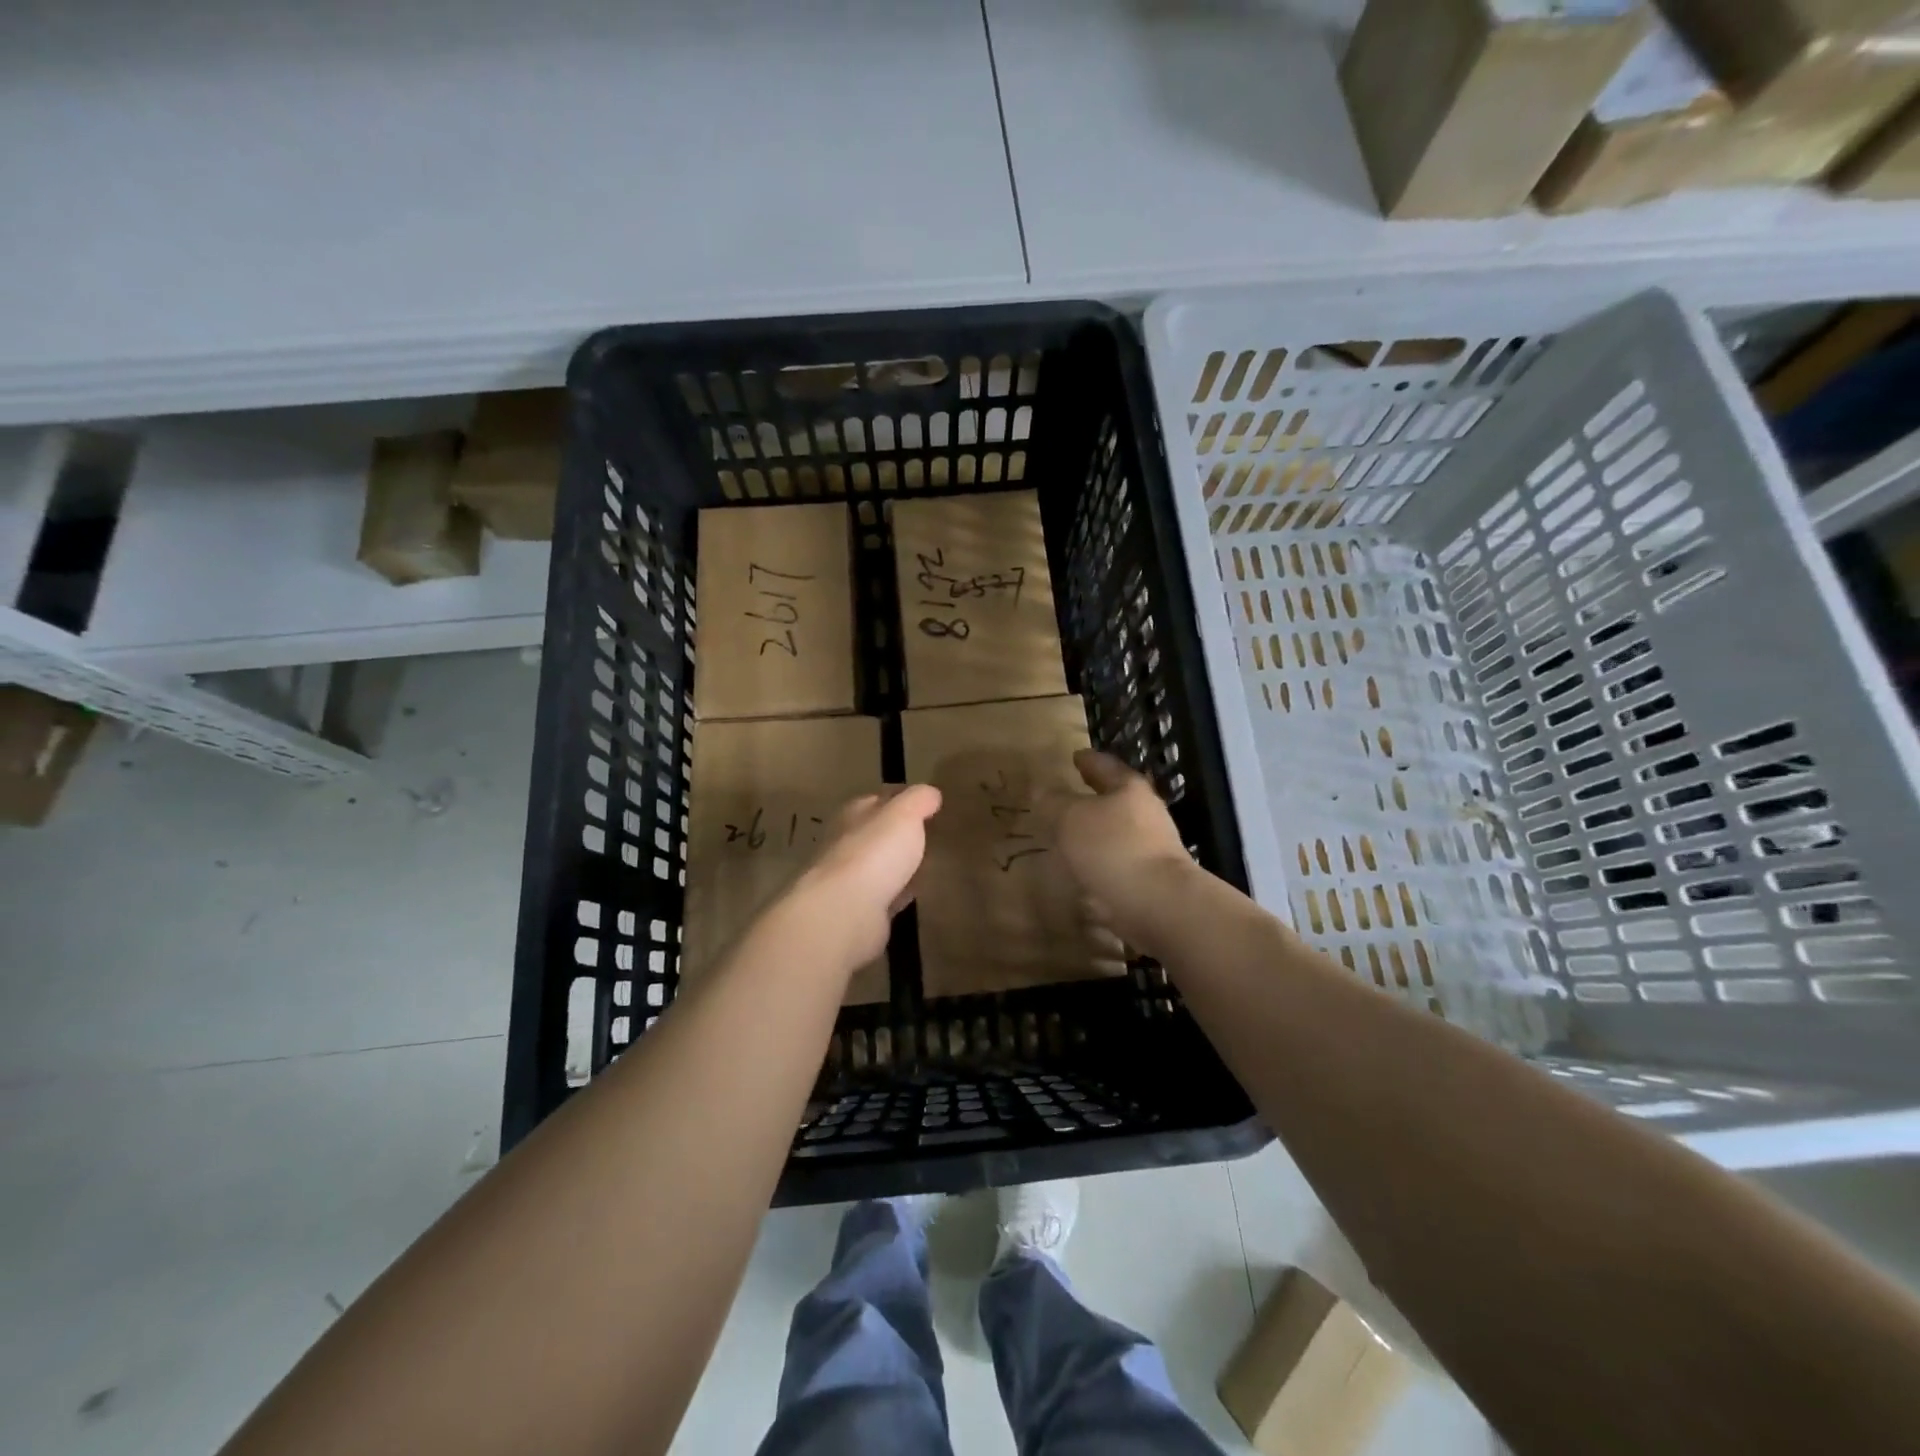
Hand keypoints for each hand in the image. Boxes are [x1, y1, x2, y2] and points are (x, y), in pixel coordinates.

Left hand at [790, 785, 941, 966]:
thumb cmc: (874, 853)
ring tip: (926, 866)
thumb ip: (919, 800)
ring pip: (881, 866)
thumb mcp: (904, 814)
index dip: (904, 798)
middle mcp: (846, 843)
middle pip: (877, 833)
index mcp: (854, 814)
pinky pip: (884, 896)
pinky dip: (897, 894)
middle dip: (900, 835)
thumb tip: (931, 793)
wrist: (844, 913)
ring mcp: (850, 879)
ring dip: (899, 866)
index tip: (929, 804)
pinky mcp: (858, 911)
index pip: (880, 798)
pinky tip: (913, 895)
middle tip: (930, 837)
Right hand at [1049, 751, 1194, 948]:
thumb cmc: (1113, 848)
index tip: (1076, 756)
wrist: (1159, 904)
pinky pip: (1117, 863)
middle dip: (1093, 796)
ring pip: (1117, 831)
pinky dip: (1099, 863)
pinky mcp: (1149, 878)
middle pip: (1116, 797)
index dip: (1087, 760)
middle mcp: (1145, 813)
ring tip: (1069, 837)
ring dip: (1095, 832)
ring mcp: (1151, 847)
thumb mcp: (1070, 818)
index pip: (1104, 765)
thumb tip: (1043, 792)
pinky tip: (1081, 872)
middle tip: (1069, 795)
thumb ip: (1054, 802)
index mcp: (1128, 788)